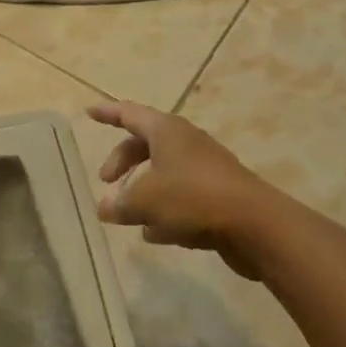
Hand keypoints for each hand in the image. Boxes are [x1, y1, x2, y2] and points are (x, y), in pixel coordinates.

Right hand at [88, 100, 299, 279]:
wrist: (256, 225)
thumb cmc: (192, 198)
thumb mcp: (145, 200)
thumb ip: (120, 203)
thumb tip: (105, 208)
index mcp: (166, 131)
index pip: (129, 114)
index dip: (108, 113)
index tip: (89, 112)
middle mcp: (186, 143)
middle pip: (145, 145)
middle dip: (122, 162)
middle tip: (106, 182)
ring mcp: (205, 170)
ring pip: (164, 173)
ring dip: (143, 190)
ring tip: (127, 214)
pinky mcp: (218, 197)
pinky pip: (182, 197)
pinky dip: (164, 210)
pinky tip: (153, 234)